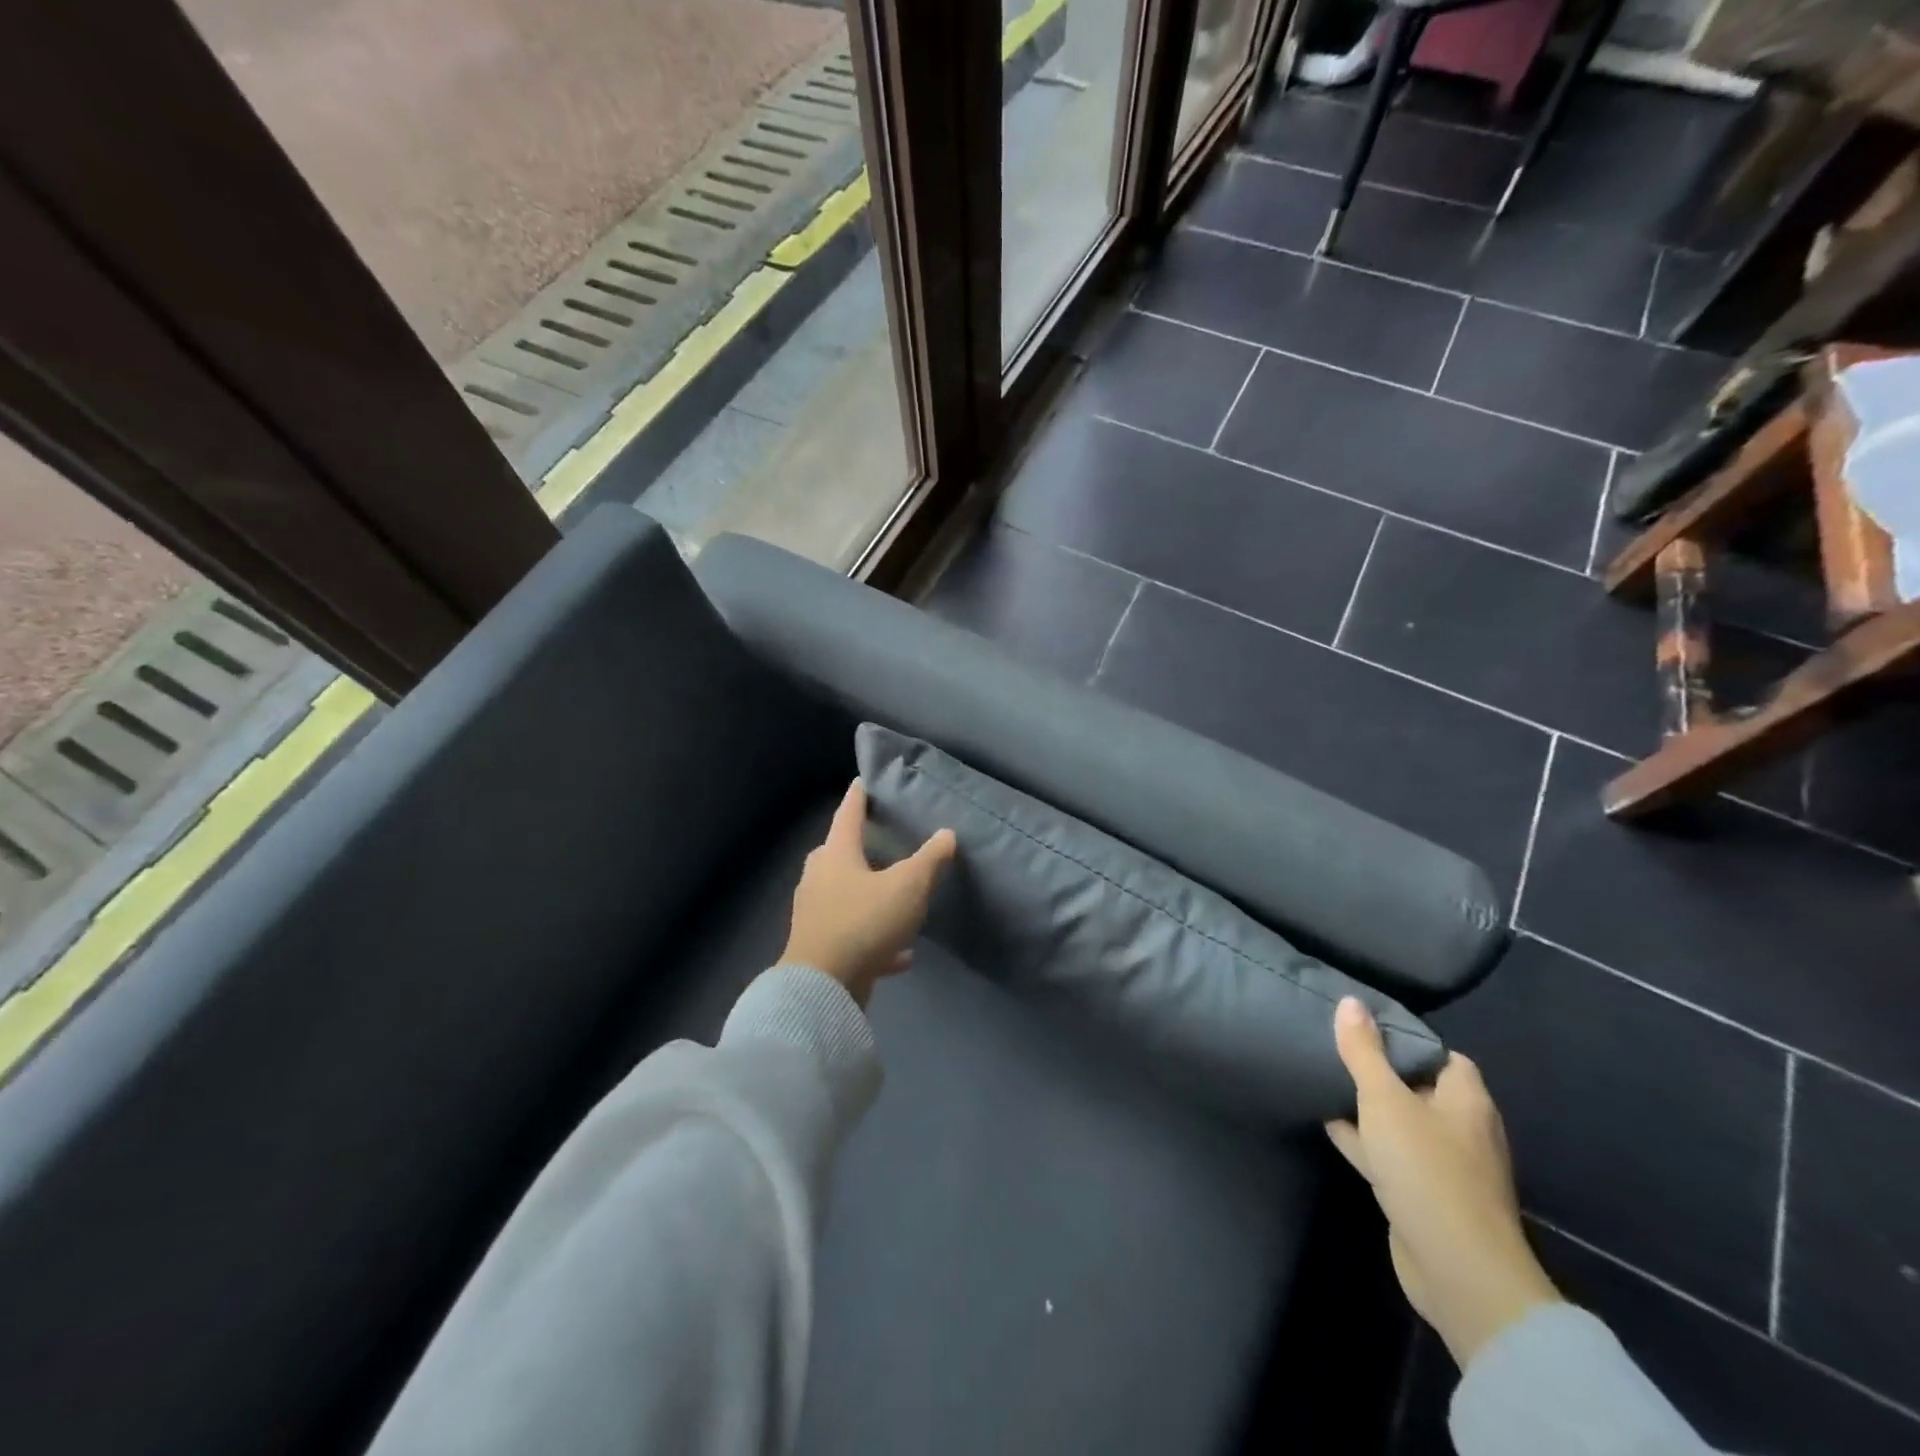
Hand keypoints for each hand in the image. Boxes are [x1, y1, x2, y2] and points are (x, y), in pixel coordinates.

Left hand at [780, 780, 956, 1007]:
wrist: (822, 988)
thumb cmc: (864, 922)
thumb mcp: (908, 887)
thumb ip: (930, 859)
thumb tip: (947, 833)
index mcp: (836, 854)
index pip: (848, 813)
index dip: (859, 795)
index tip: (865, 780)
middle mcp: (819, 878)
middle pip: (839, 853)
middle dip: (859, 845)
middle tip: (882, 839)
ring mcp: (815, 914)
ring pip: (844, 894)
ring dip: (868, 894)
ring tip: (893, 895)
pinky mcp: (820, 947)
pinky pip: (852, 935)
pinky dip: (875, 939)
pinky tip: (902, 955)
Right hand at [1325, 997, 1561, 1368]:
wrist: (1457, 1271)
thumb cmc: (1426, 1170)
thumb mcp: (1385, 1100)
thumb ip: (1364, 1052)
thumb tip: (1351, 1001)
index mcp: (1466, 1101)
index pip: (1442, 1055)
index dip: (1407, 1040)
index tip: (1364, 1028)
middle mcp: (1462, 1130)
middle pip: (1418, 1087)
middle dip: (1381, 1072)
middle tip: (1336, 1051)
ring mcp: (1446, 1167)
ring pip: (1401, 1123)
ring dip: (1368, 1108)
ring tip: (1324, 1081)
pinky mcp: (1425, 1196)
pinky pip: (1391, 1155)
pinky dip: (1365, 1140)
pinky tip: (1330, 1127)